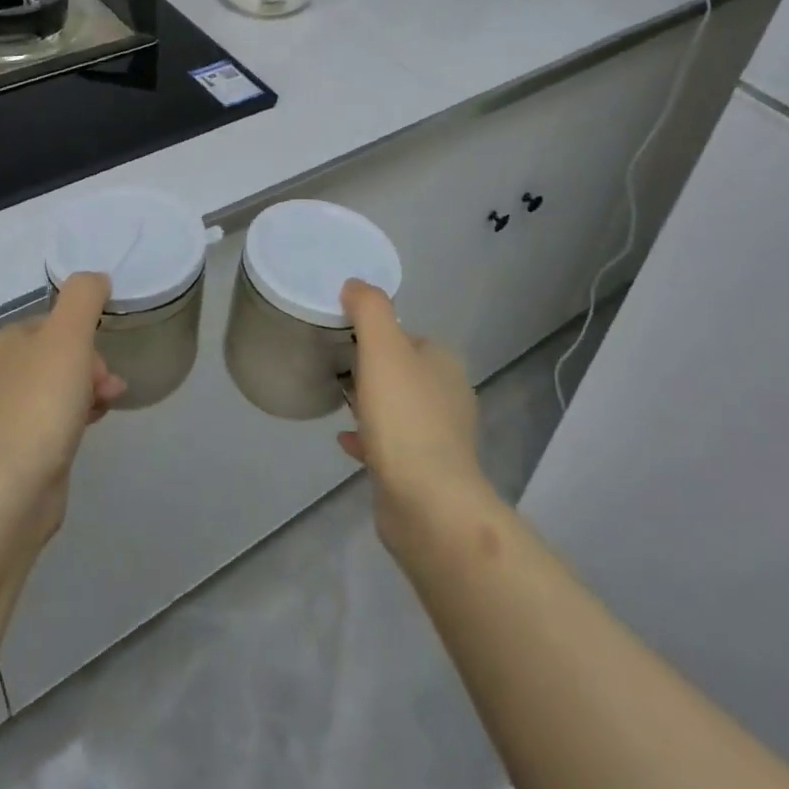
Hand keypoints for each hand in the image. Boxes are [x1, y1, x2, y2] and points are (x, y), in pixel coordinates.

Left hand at [0, 273, 127, 540]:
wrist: (11, 491)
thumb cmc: (40, 403)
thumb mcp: (69, 335)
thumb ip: (84, 296)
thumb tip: (96, 278)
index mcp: (0, 344)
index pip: (53, 324)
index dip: (85, 336)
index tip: (104, 358)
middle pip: (57, 357)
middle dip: (91, 367)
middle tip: (108, 387)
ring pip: (56, 390)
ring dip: (87, 392)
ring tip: (106, 408)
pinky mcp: (9, 453)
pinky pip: (49, 422)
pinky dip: (72, 420)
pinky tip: (87, 431)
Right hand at [337, 280, 490, 555]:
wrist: (428, 504)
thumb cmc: (405, 418)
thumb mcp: (383, 348)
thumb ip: (370, 309)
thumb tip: (356, 284)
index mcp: (444, 364)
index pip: (408, 336)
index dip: (376, 334)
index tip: (345, 340)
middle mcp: (449, 396)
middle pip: (402, 372)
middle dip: (373, 370)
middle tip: (338, 371)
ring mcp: (440, 438)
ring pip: (398, 409)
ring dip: (371, 405)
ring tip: (340, 403)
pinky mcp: (425, 473)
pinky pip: (391, 445)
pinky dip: (369, 438)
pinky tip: (345, 441)